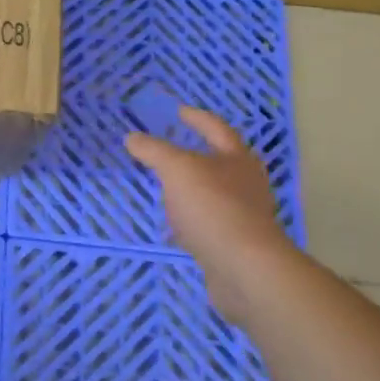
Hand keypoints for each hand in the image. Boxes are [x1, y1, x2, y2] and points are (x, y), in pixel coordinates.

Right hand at [125, 106, 291, 320]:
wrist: (245, 268)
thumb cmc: (213, 207)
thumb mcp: (176, 169)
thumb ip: (153, 150)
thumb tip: (132, 137)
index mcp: (237, 159)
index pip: (216, 129)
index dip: (197, 118)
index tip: (179, 111)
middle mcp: (246, 184)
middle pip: (222, 161)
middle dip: (198, 154)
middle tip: (172, 148)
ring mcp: (244, 216)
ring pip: (215, 193)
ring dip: (193, 188)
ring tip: (168, 187)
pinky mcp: (236, 244)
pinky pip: (210, 222)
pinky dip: (192, 219)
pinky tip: (175, 226)